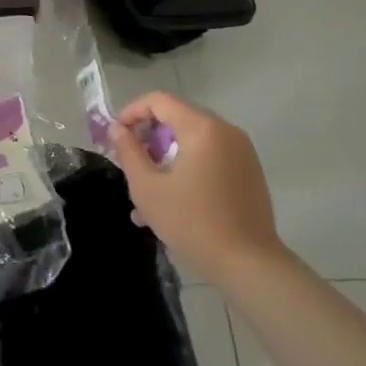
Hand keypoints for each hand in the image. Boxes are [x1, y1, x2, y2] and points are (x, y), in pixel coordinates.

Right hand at [106, 91, 284, 283]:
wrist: (249, 264)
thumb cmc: (192, 223)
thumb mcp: (148, 188)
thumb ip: (129, 152)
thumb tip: (117, 129)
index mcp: (202, 128)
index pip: (160, 101)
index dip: (132, 112)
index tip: (116, 135)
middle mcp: (226, 130)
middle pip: (178, 117)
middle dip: (150, 135)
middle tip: (131, 160)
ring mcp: (242, 150)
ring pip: (194, 139)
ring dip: (168, 153)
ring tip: (148, 185)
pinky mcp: (249, 171)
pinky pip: (211, 155)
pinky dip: (189, 164)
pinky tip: (175, 196)